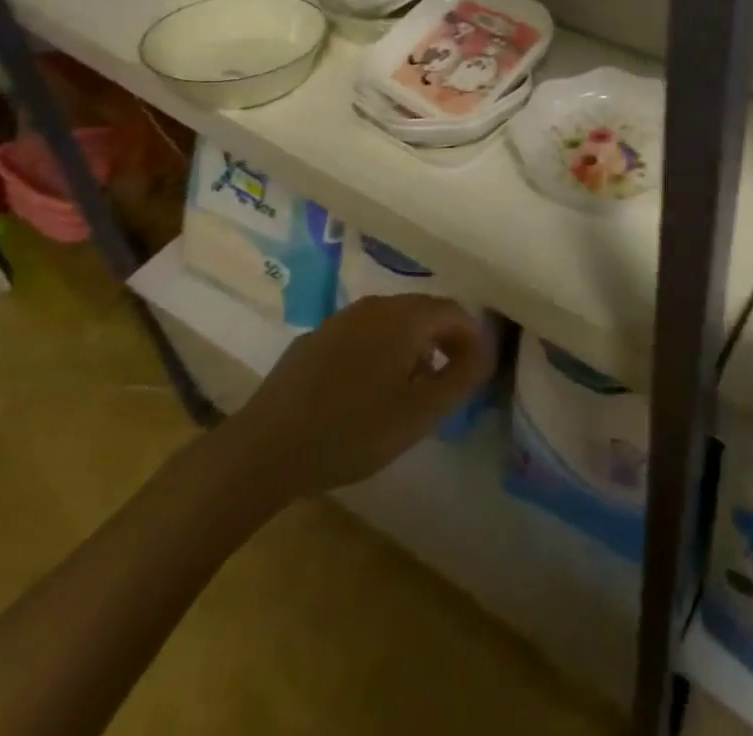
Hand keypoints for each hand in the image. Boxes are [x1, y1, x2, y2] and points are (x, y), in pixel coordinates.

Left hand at [220, 294, 495, 500]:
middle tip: (447, 383)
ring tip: (410, 391)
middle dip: (443, 342)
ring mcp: (342, 318)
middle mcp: (376, 305)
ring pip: (392, 323)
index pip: (454, 312)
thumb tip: (485, 350)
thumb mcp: (420, 414)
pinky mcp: (317, 338)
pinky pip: (363, 335)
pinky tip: (367, 392)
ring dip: (411, 348)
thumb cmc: (353, 431)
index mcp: (405, 317)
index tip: (475, 373)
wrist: (266, 447)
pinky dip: (379, 353)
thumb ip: (462, 378)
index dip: (472, 339)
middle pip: (423, 313)